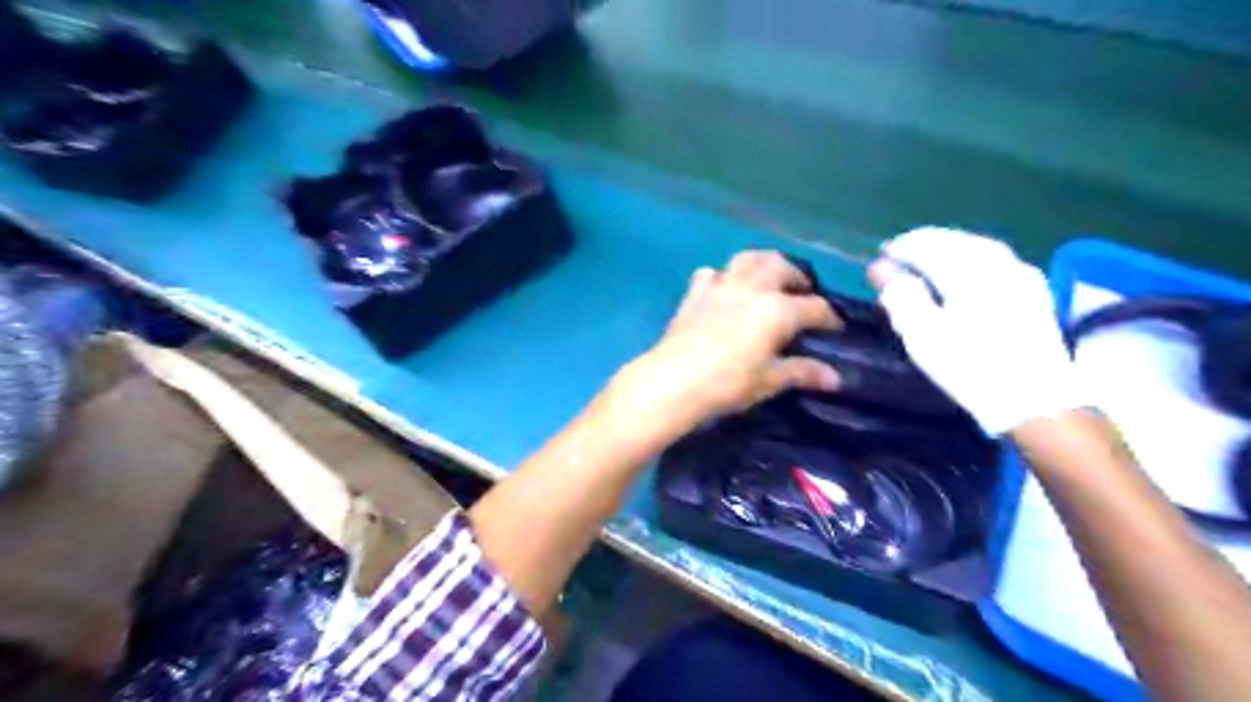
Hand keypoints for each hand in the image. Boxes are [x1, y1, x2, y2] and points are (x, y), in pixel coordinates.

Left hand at [599, 253, 833, 448]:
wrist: (674, 380)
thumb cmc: (727, 383)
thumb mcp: (768, 380)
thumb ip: (802, 372)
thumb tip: (835, 378)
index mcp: (777, 310)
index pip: (814, 307)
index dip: (829, 317)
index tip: (835, 328)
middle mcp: (752, 289)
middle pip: (781, 267)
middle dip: (797, 277)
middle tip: (802, 292)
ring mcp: (721, 286)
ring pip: (747, 258)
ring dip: (763, 263)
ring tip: (768, 278)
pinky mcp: (695, 294)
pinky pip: (711, 273)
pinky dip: (722, 276)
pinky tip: (723, 289)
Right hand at [867, 228, 1079, 436]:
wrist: (1035, 400)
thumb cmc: (970, 366)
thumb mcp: (922, 335)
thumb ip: (901, 296)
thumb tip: (884, 268)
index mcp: (968, 271)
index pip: (927, 245)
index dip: (901, 247)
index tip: (881, 257)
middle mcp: (998, 263)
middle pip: (956, 240)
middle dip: (926, 244)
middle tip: (902, 255)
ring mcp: (1022, 276)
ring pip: (980, 248)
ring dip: (951, 248)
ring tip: (930, 260)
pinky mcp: (1034, 293)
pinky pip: (997, 261)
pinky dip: (973, 259)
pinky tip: (968, 273)